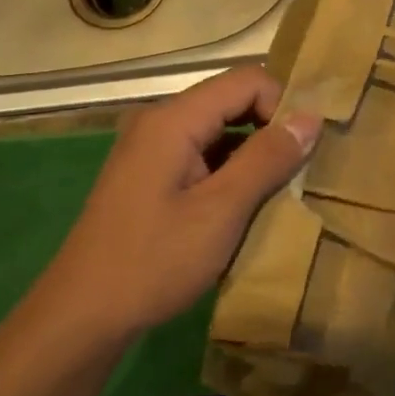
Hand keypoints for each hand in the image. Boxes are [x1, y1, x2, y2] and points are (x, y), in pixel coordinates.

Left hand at [25, 66, 321, 344]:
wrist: (84, 314)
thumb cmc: (155, 261)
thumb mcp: (221, 211)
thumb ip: (267, 159)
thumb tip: (310, 117)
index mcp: (173, 120)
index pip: (246, 81)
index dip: (283, 105)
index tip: (307, 148)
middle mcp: (160, 122)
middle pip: (231, 102)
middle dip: (271, 129)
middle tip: (302, 170)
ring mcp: (151, 149)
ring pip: (218, 131)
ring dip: (253, 154)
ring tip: (281, 191)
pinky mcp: (150, 176)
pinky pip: (201, 156)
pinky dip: (230, 172)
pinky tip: (246, 206)